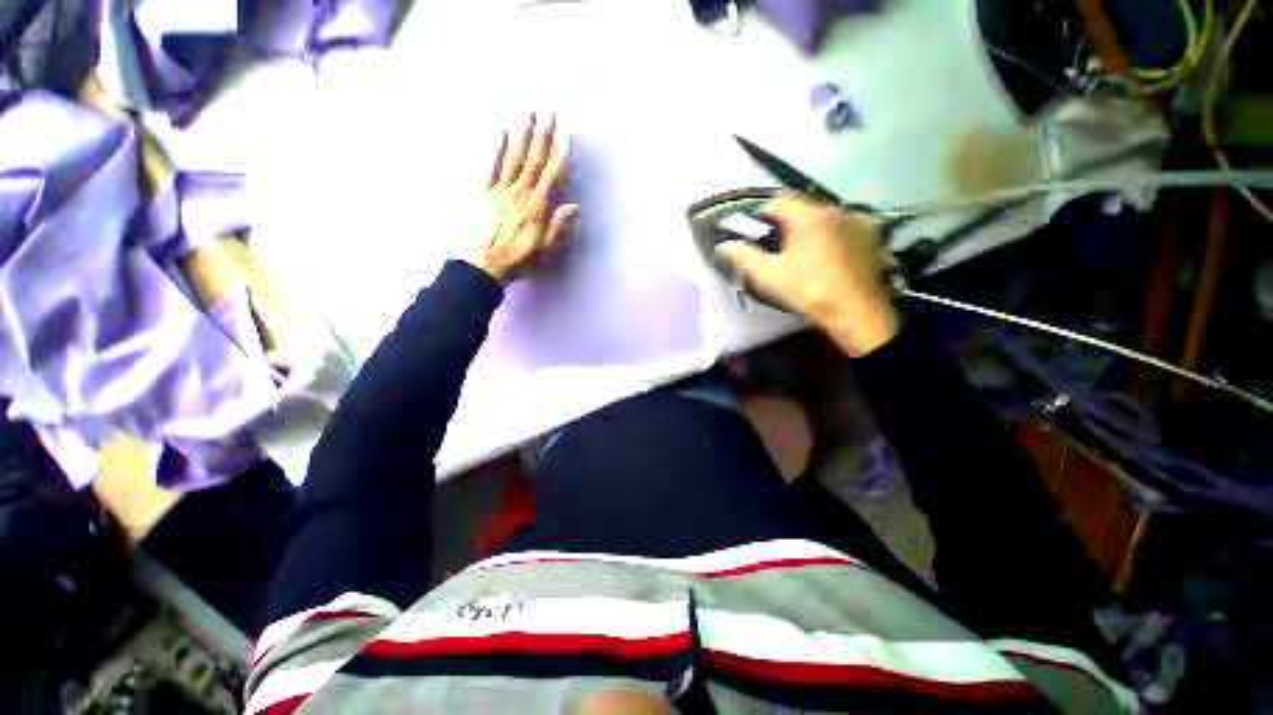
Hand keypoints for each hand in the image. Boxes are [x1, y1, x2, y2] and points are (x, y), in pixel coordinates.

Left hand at [468, 113, 577, 282]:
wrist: (482, 264)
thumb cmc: (518, 260)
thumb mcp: (544, 249)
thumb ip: (558, 226)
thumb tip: (575, 206)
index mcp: (536, 207)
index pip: (551, 176)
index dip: (560, 156)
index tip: (567, 136)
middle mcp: (520, 193)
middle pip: (534, 160)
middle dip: (543, 136)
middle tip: (549, 113)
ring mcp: (501, 190)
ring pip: (514, 157)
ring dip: (523, 135)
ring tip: (529, 114)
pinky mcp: (486, 193)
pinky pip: (492, 166)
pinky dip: (498, 148)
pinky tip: (502, 132)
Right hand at [717, 193, 899, 356]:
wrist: (857, 313)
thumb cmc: (809, 291)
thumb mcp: (770, 276)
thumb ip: (745, 257)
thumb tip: (724, 245)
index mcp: (809, 216)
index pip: (778, 201)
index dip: (761, 216)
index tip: (756, 236)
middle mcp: (835, 209)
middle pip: (802, 207)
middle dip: (785, 223)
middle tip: (777, 248)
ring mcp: (858, 220)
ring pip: (823, 215)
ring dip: (809, 227)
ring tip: (803, 253)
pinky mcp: (872, 235)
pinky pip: (844, 225)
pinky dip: (831, 234)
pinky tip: (829, 255)